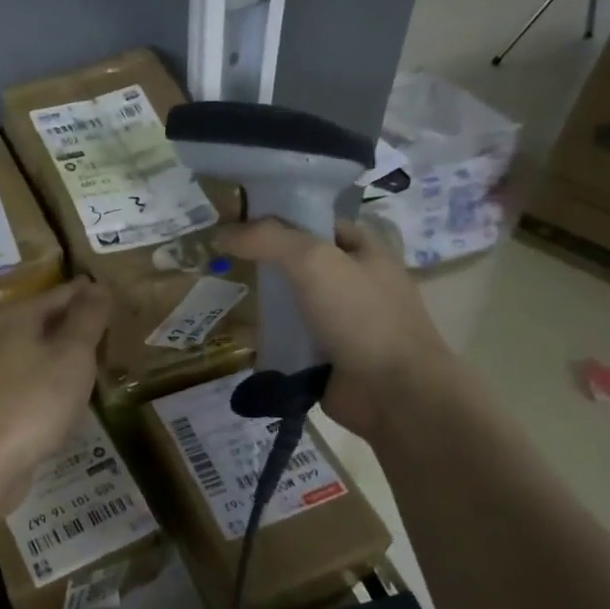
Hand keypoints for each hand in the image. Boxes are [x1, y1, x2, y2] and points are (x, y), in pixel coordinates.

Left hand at [0, 278, 110, 493]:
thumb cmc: (34, 402)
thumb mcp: (72, 355)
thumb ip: (87, 318)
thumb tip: (97, 286)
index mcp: (15, 316)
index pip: (62, 293)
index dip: (91, 294)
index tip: (116, 295)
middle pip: (46, 320)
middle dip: (78, 322)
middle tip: (114, 326)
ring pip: (38, 350)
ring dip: (65, 352)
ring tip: (100, 357)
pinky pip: (31, 377)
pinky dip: (52, 378)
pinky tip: (70, 392)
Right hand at [214, 216, 456, 437]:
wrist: (393, 392)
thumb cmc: (360, 316)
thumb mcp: (313, 262)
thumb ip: (266, 240)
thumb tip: (219, 234)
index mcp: (362, 246)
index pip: (310, 219)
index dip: (271, 216)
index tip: (230, 222)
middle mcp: (352, 278)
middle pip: (295, 260)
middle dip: (259, 260)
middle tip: (216, 260)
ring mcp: (338, 319)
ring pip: (288, 300)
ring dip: (258, 300)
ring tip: (217, 295)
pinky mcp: (324, 353)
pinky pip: (286, 336)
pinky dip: (263, 335)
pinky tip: (233, 333)